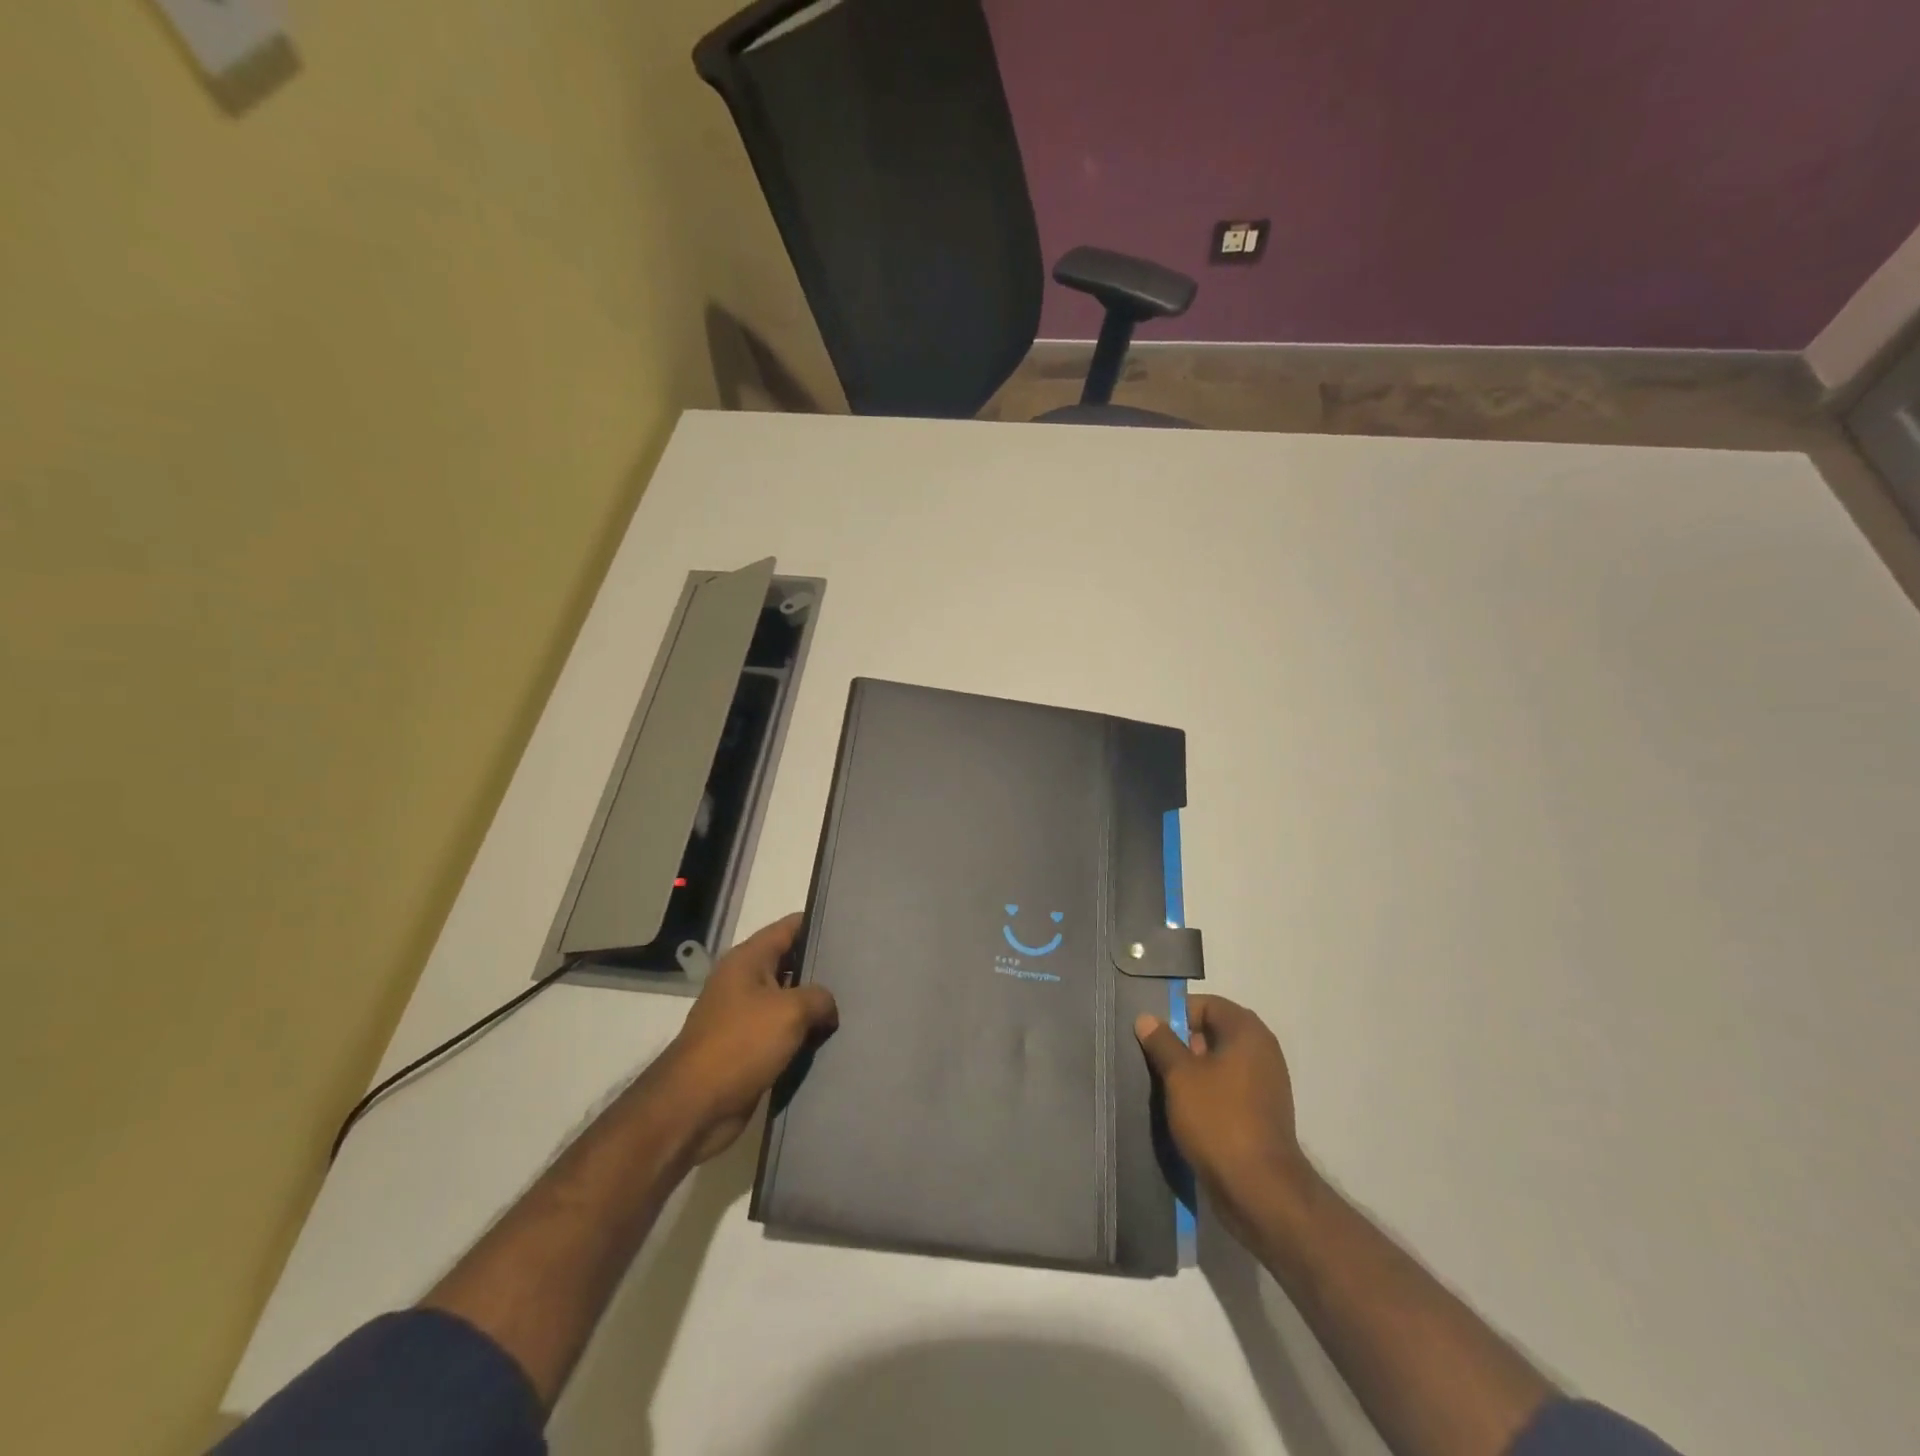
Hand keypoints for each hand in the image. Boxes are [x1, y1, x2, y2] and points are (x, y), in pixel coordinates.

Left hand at [658, 913, 837, 1162]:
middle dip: (822, 966)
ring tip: (854, 1004)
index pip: (790, 926)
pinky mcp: (747, 1047)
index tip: (852, 927)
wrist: (695, 1106)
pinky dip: (803, 1033)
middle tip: (862, 968)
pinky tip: (831, 1038)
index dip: (819, 923)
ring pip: (789, 999)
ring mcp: (744, 1014)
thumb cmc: (741, 1044)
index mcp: (748, 959)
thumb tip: (827, 1008)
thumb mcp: (791, 1011)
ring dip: (815, 1005)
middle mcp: (744, 980)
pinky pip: (783, 1031)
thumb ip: (820, 997)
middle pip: (790, 962)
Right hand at [1135, 995, 1318, 1251]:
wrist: (1260, 1190)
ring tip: (1164, 1087)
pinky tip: (1184, 1110)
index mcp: (1247, 1032)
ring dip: (1192, 1071)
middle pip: (1213, 1032)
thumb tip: (1147, 1018)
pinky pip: (1228, 1089)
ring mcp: (1265, 1084)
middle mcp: (1262, 1050)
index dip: (1177, 1014)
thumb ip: (1162, 1042)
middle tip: (1154, 1061)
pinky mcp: (1262, 1113)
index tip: (1152, 1034)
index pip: (1206, 1004)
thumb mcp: (1180, 1076)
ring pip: (1219, 1063)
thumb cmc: (1218, 1119)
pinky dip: (1206, 1093)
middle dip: (1182, 1044)